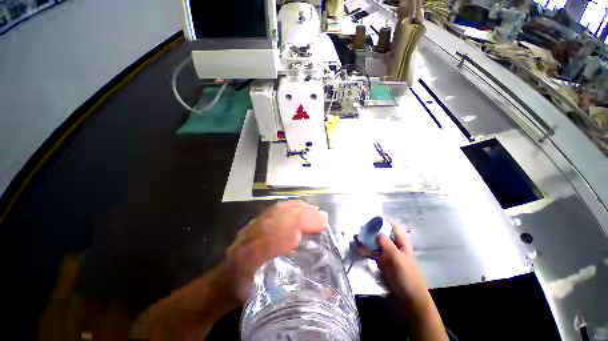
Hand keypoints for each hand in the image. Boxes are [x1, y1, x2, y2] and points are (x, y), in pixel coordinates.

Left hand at [148, 200, 328, 340]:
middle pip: (271, 224)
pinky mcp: (256, 222)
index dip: (278, 242)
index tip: (301, 237)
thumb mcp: (260, 297)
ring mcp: (251, 228)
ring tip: (315, 211)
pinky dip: (290, 206)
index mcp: (243, 264)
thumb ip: (285, 292)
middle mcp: (245, 242)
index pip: (259, 250)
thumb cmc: (245, 289)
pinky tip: (302, 206)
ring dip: (296, 210)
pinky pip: (274, 210)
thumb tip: (317, 282)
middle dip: (297, 219)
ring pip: (274, 214)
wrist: (223, 279)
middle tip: (321, 219)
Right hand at [361, 222, 430, 313]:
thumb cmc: (407, 275)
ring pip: (376, 243)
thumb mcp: (397, 258)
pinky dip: (366, 250)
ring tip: (357, 238)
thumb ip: (387, 245)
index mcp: (401, 242)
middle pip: (382, 233)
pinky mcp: (382, 261)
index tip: (372, 218)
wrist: (408, 297)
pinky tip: (359, 250)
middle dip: (372, 230)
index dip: (384, 221)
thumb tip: (377, 232)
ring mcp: (387, 253)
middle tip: (361, 228)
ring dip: (367, 240)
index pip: (393, 226)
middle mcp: (393, 245)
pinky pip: (373, 253)